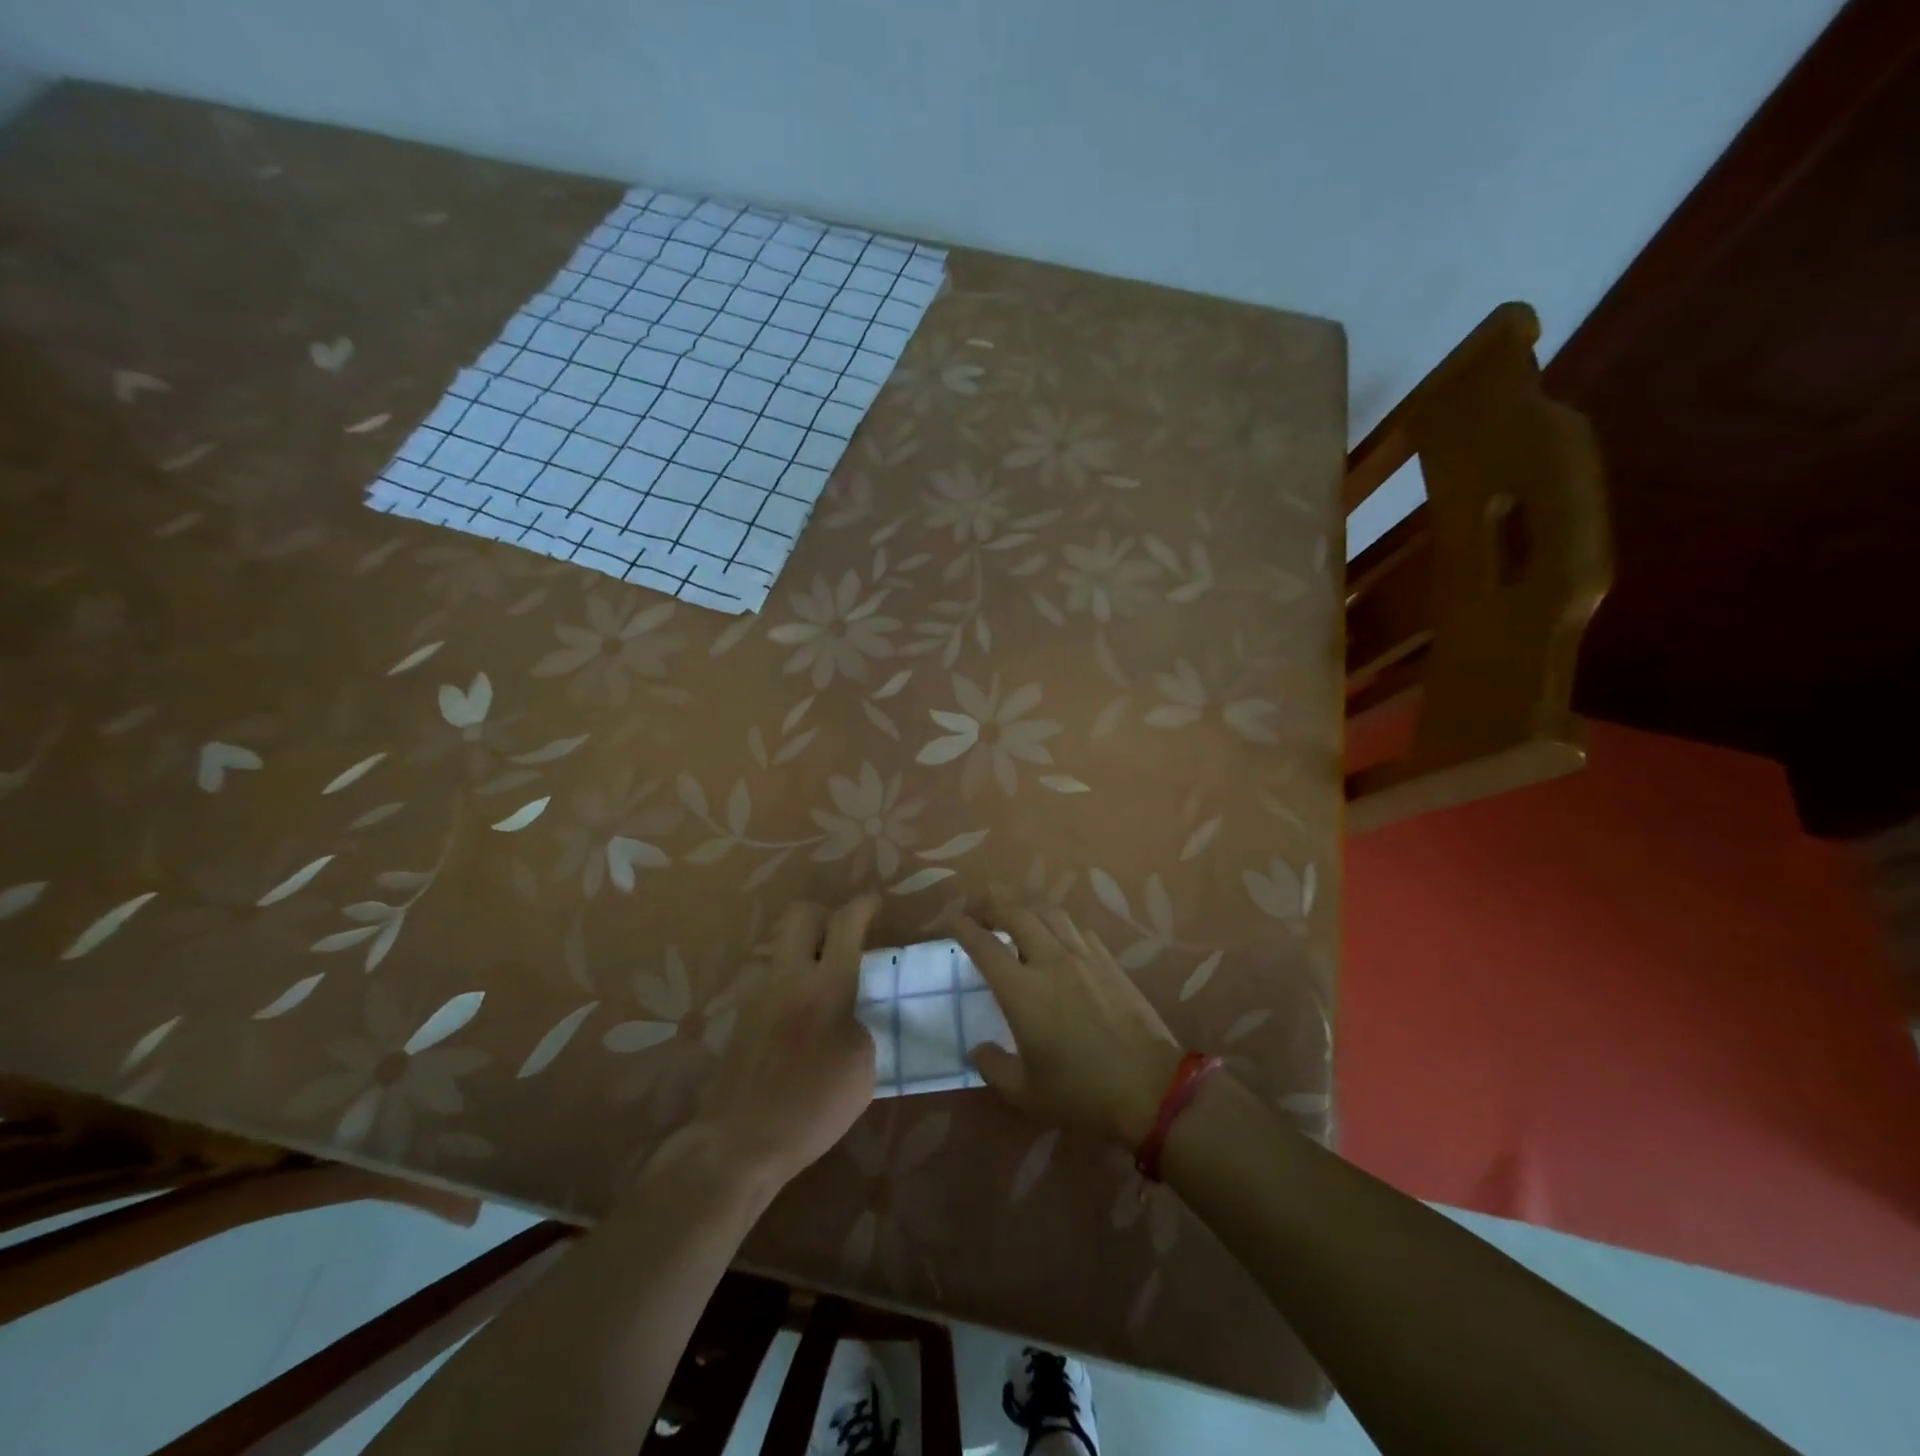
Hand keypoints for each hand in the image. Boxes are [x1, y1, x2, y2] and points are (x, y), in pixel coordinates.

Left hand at [689, 895, 880, 1189]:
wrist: (738, 1143)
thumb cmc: (812, 1108)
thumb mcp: (862, 1068)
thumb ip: (859, 1024)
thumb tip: (848, 1013)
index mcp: (826, 986)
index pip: (845, 923)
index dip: (864, 905)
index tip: (875, 903)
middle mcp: (787, 977)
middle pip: (801, 915)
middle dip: (825, 915)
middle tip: (844, 938)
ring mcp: (757, 993)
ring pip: (781, 948)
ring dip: (804, 953)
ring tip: (822, 985)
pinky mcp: (739, 1016)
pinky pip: (769, 980)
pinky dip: (788, 984)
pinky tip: (799, 1018)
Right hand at [947, 892, 1185, 1147]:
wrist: (1150, 1088)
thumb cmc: (1082, 1094)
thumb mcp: (1025, 1093)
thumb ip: (993, 1067)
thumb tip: (978, 1049)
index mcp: (1022, 991)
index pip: (983, 944)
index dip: (961, 925)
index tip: (948, 918)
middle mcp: (1050, 961)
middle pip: (1014, 911)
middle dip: (988, 901)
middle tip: (973, 907)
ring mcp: (1083, 956)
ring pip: (1047, 911)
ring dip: (1022, 904)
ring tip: (1010, 912)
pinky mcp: (1108, 961)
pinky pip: (1075, 927)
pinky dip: (1054, 921)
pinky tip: (1052, 932)